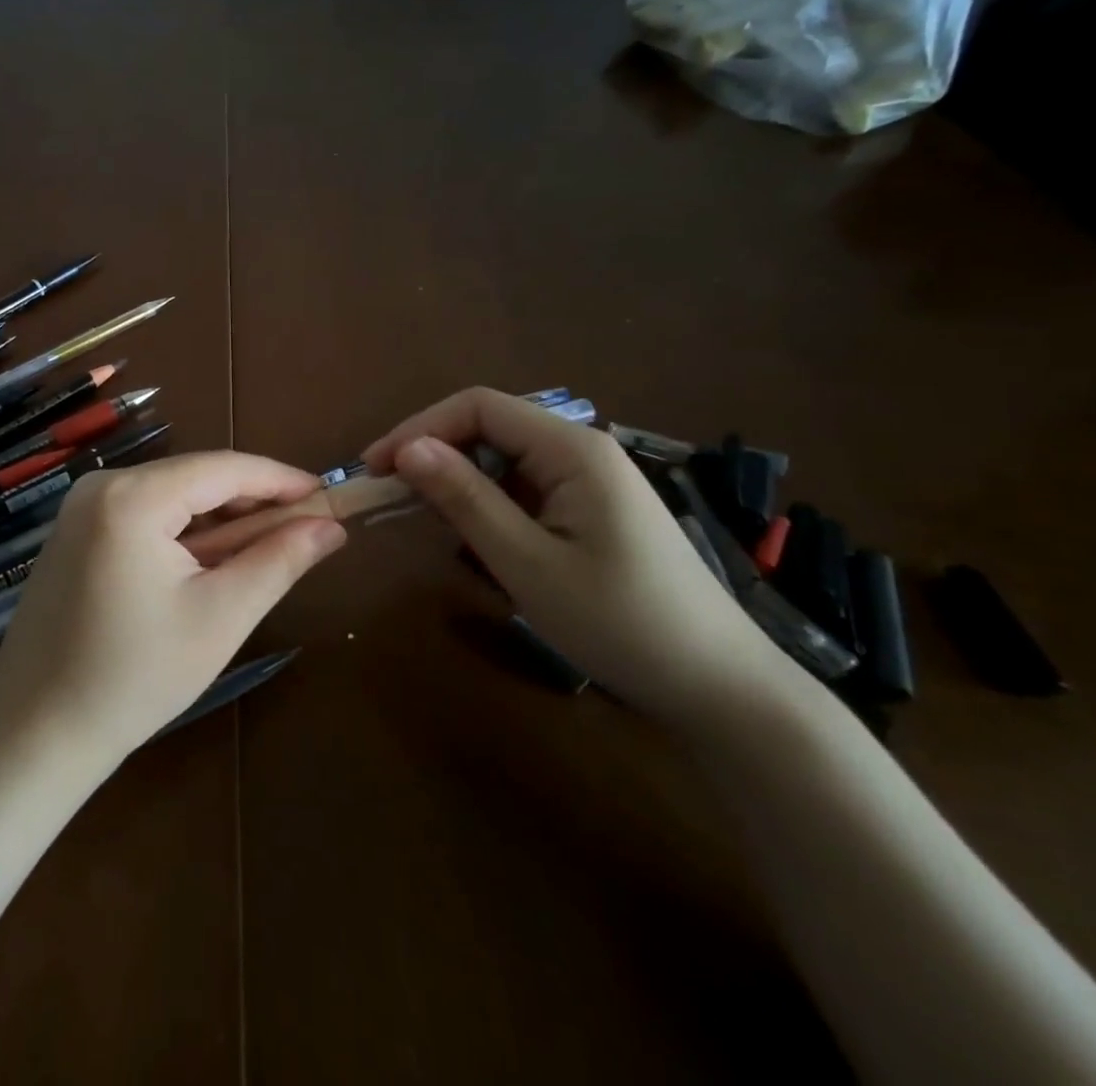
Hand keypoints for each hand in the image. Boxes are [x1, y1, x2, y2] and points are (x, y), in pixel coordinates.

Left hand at [0, 451, 346, 762]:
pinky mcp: (75, 530)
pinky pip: (145, 513)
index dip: (281, 480)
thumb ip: (279, 561)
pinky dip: (184, 530)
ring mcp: (82, 506)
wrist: (34, 731)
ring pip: (172, 495)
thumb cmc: (134, 677)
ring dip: (220, 519)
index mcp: (132, 496)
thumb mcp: (220, 617)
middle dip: (252, 502)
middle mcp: (102, 485)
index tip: (329, 495)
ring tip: (265, 550)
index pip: (225, 468)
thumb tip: (332, 526)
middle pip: (196, 477)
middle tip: (305, 531)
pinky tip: (210, 561)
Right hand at [363, 388, 789, 727]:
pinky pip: (524, 488)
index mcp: (572, 449)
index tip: (375, 469)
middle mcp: (581, 450)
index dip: (419, 428)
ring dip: (459, 481)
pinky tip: (475, 538)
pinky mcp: (591, 509)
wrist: (720, 689)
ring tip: (424, 519)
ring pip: (503, 459)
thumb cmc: (621, 623)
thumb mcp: (528, 563)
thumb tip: (407, 449)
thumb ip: (466, 499)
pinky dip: (487, 504)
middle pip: (489, 427)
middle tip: (389, 498)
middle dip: (434, 454)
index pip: (478, 407)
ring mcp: (589, 480)